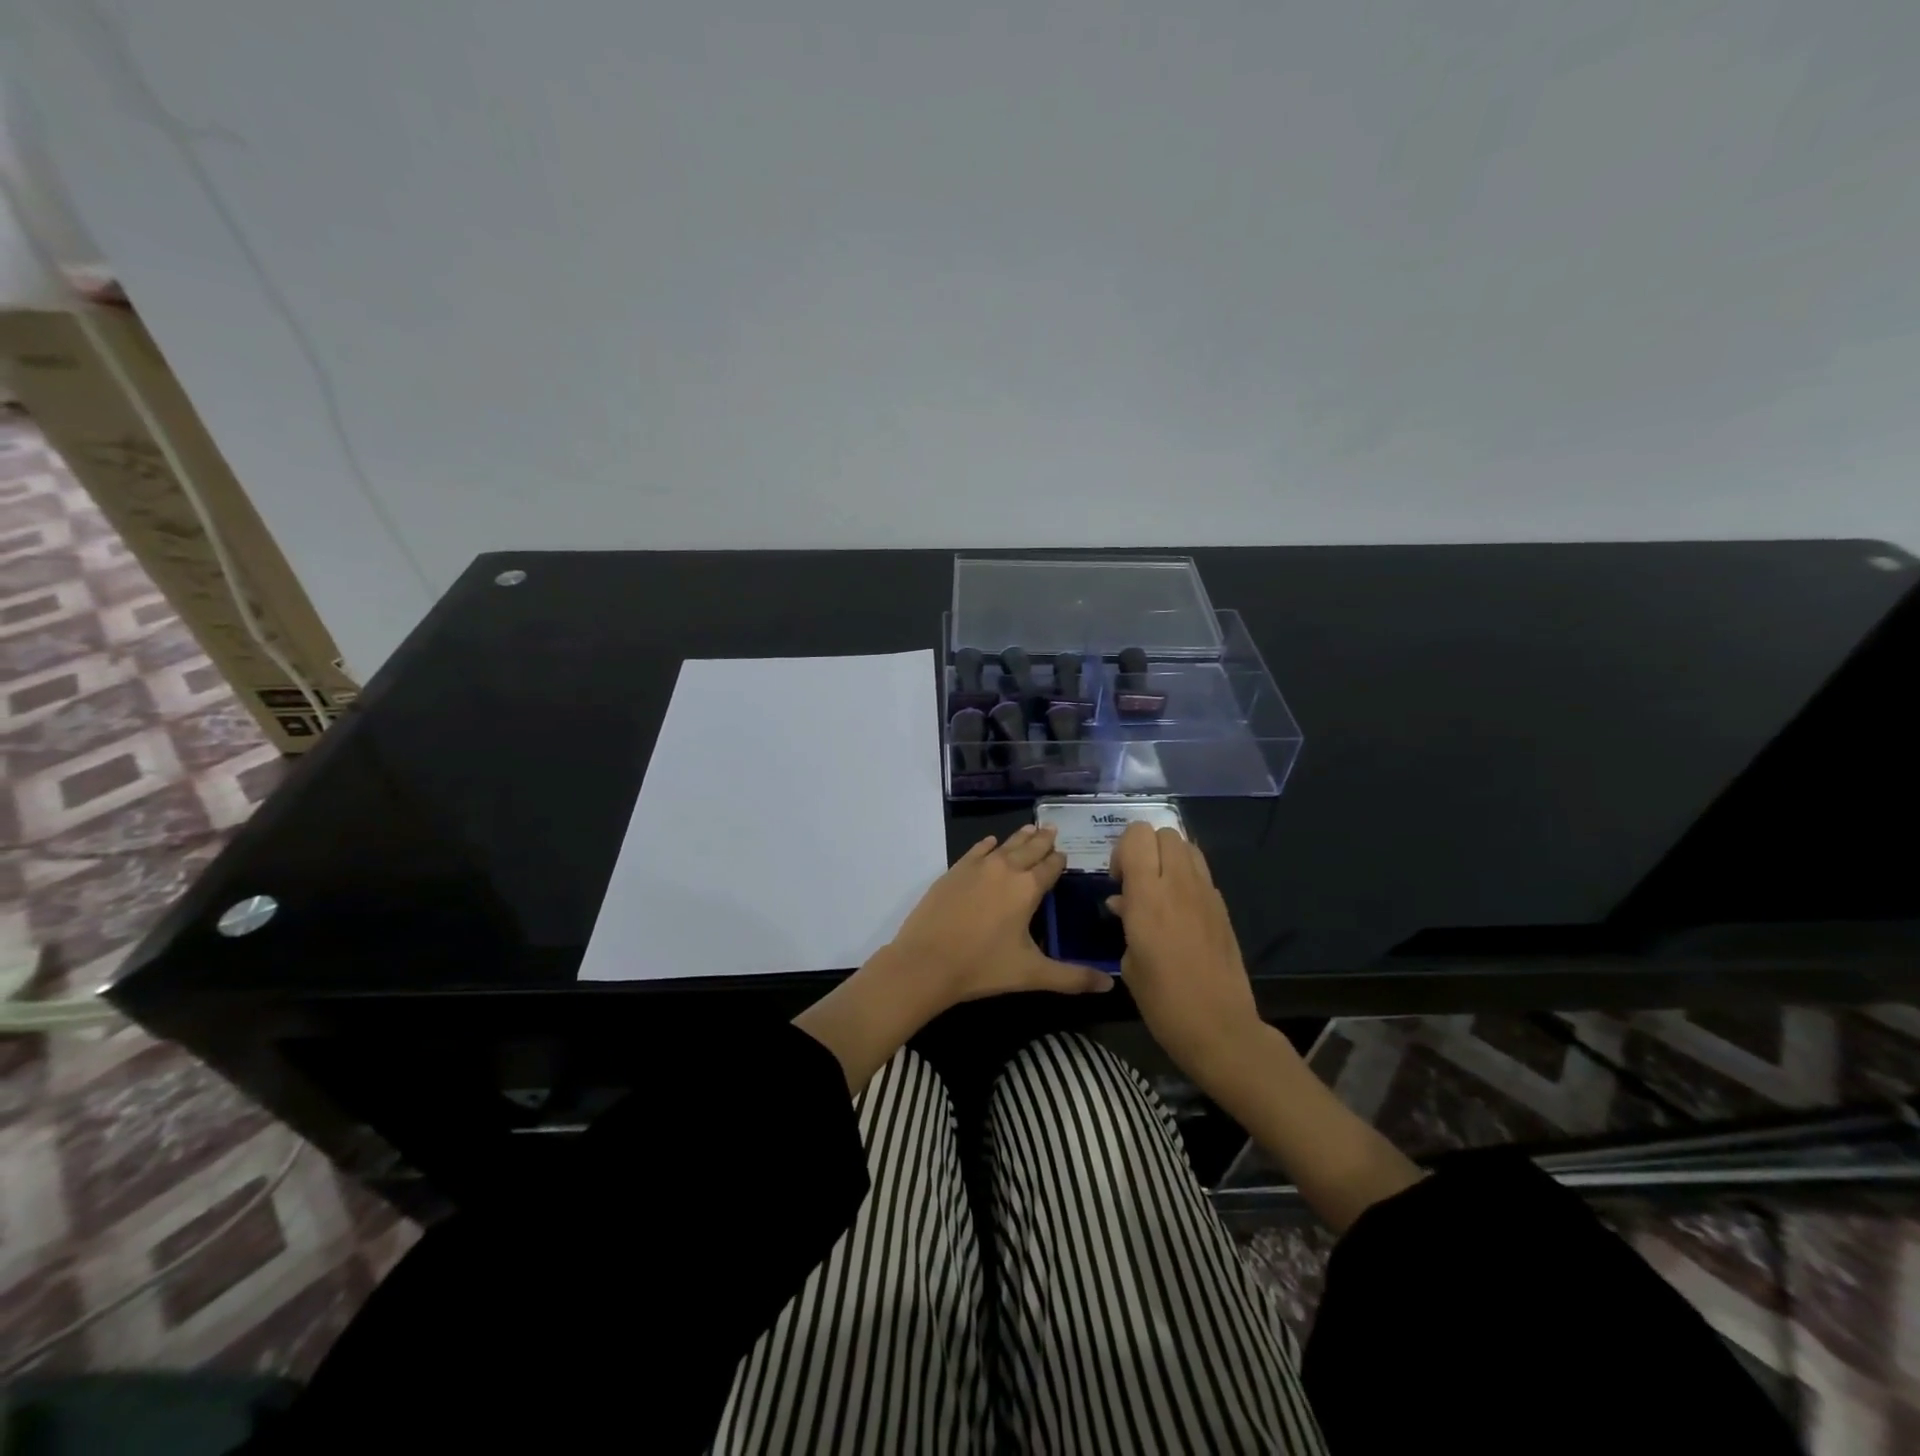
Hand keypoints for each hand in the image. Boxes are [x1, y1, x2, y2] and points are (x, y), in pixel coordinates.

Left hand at [884, 824, 1113, 1016]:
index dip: (1059, 861)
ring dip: (1019, 837)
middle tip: (1052, 830)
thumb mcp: (1032, 974)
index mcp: (1027, 888)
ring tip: (1031, 828)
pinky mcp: (953, 872)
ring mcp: (976, 867)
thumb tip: (1110, 985)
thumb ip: (1072, 978)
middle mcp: (1005, 870)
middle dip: (1043, 841)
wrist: (926, 962)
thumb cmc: (983, 967)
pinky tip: (990, 843)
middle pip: (1029, 849)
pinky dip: (987, 845)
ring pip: (1004, 845)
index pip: (1050, 867)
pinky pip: (975, 851)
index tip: (1066, 855)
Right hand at [1107, 821, 1262, 1079]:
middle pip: (1164, 832)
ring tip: (1159, 890)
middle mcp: (1179, 884)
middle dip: (1146, 847)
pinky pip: (1201, 873)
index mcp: (1148, 896)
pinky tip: (1180, 910)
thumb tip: (1123, 902)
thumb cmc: (1163, 1001)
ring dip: (1168, 858)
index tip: (1118, 880)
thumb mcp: (1129, 962)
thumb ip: (1126, 920)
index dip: (1122, 849)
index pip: (1138, 835)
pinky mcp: (1223, 907)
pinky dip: (1186, 877)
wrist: (1220, 1028)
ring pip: (1187, 846)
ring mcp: (1206, 894)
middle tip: (1137, 881)